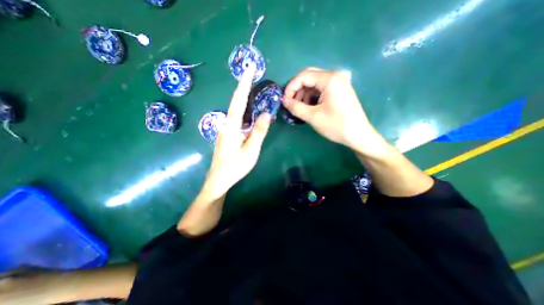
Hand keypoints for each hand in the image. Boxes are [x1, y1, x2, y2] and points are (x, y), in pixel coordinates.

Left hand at [203, 64, 270, 198]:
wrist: (219, 179)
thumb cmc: (235, 166)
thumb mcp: (251, 150)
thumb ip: (259, 131)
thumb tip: (267, 114)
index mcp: (231, 126)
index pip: (239, 100)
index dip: (244, 83)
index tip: (249, 69)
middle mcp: (226, 123)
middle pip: (235, 101)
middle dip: (244, 86)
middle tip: (252, 73)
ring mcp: (225, 128)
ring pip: (236, 109)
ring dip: (244, 97)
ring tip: (252, 86)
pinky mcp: (227, 133)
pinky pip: (236, 117)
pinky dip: (243, 109)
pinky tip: (249, 109)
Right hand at [285, 67, 378, 151]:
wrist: (358, 135)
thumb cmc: (336, 125)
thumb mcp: (313, 117)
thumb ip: (296, 107)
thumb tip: (284, 101)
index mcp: (330, 79)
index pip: (303, 76)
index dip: (291, 87)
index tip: (285, 101)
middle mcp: (335, 75)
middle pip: (309, 77)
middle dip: (297, 90)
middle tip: (291, 104)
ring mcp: (339, 82)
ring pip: (315, 83)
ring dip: (304, 94)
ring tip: (300, 108)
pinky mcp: (340, 89)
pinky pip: (322, 88)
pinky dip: (313, 96)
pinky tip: (310, 106)